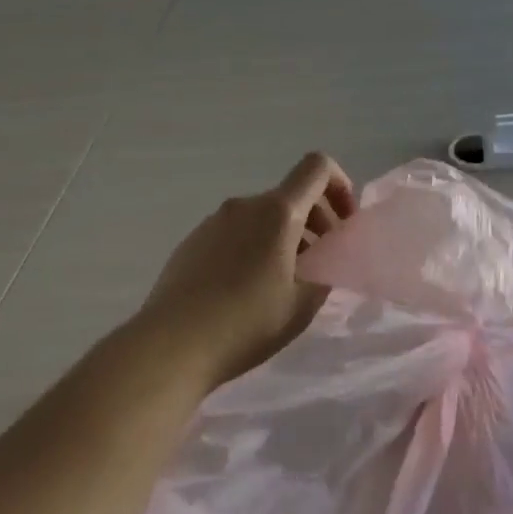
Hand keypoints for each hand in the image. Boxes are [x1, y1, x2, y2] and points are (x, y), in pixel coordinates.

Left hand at [136, 152, 358, 385]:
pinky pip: (236, 233)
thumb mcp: (303, 304)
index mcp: (278, 212)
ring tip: (283, 283)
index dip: (340, 185)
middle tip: (319, 263)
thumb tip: (323, 261)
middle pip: (291, 196)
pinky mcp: (192, 242)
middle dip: (316, 221)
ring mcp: (214, 221)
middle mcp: (245, 205)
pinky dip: (254, 248)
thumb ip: (325, 272)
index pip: (317, 167)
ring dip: (284, 238)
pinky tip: (246, 291)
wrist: (170, 346)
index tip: (342, 225)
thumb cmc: (246, 322)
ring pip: (263, 217)